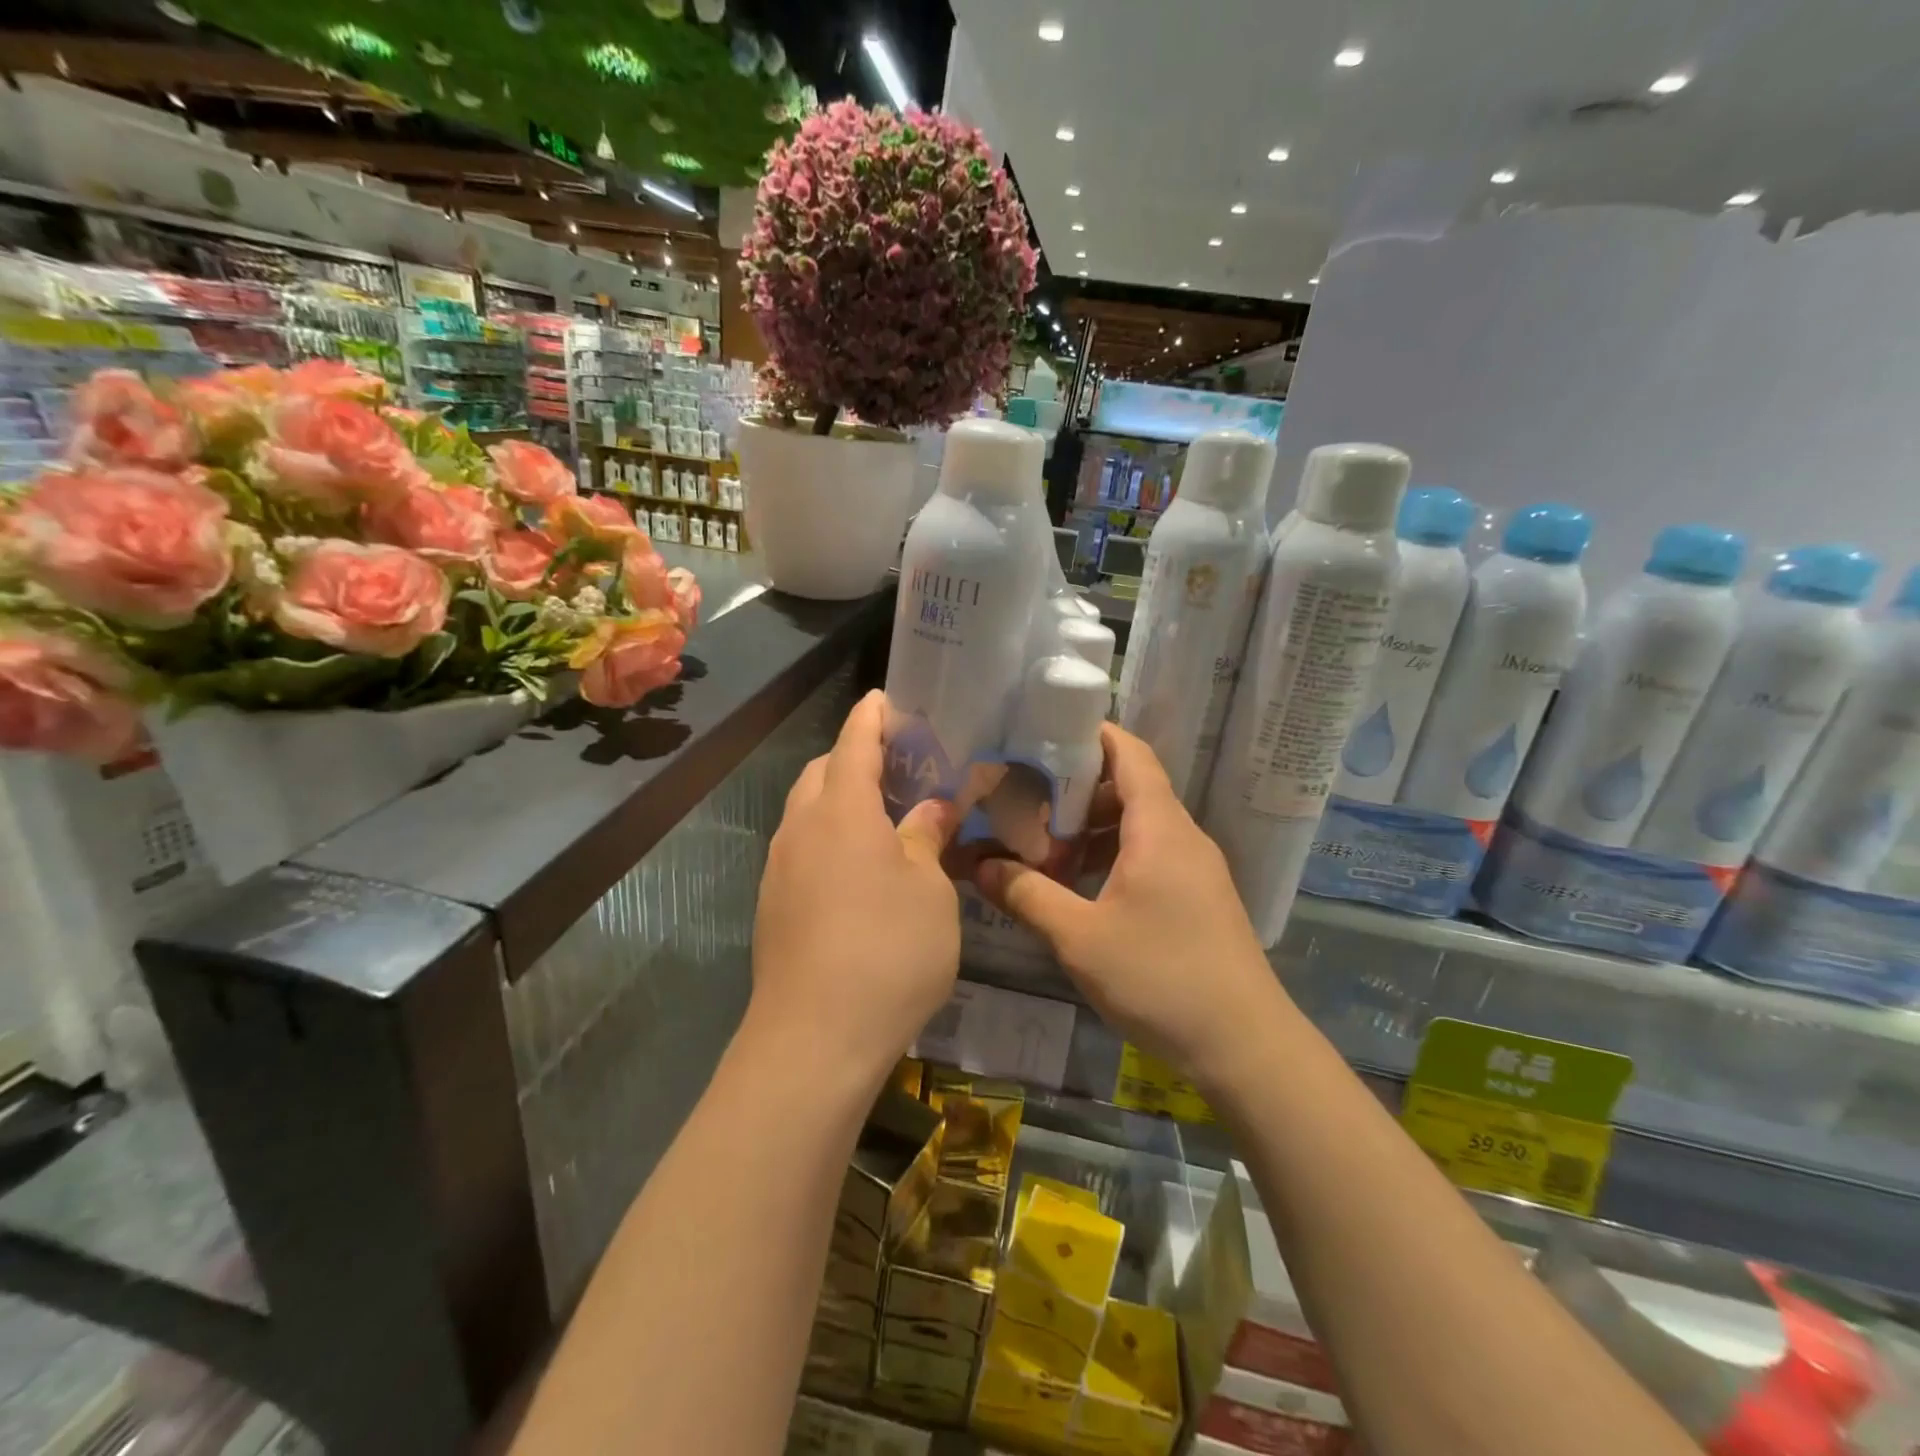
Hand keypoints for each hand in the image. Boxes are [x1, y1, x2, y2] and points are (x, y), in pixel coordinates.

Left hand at [750, 690, 960, 1081]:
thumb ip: (927, 837)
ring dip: (840, 798)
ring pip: (807, 811)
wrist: (814, 1039)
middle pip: (822, 771)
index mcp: (841, 809)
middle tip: (900, 764)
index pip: (854, 741)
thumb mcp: (929, 889)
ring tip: (883, 814)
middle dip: (855, 755)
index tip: (887, 698)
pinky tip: (858, 868)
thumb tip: (933, 807)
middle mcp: (800, 827)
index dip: (872, 715)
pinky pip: (801, 847)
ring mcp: (779, 867)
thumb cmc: (888, 950)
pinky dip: (828, 836)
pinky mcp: (772, 904)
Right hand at [975, 723, 1286, 1081]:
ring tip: (1043, 845)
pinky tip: (1079, 887)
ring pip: (1139, 827)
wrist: (1244, 1046)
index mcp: (1159, 829)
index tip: (1046, 730)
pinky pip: (1151, 856)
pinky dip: (1113, 856)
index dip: (1093, 734)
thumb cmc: (1160, 978)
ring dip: (1093, 830)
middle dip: (1078, 789)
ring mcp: (1195, 868)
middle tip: (1026, 797)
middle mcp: (1182, 837)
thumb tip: (979, 865)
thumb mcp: (1079, 937)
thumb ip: (1027, 895)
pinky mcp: (1198, 897)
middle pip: (1130, 789)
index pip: (1130, 755)